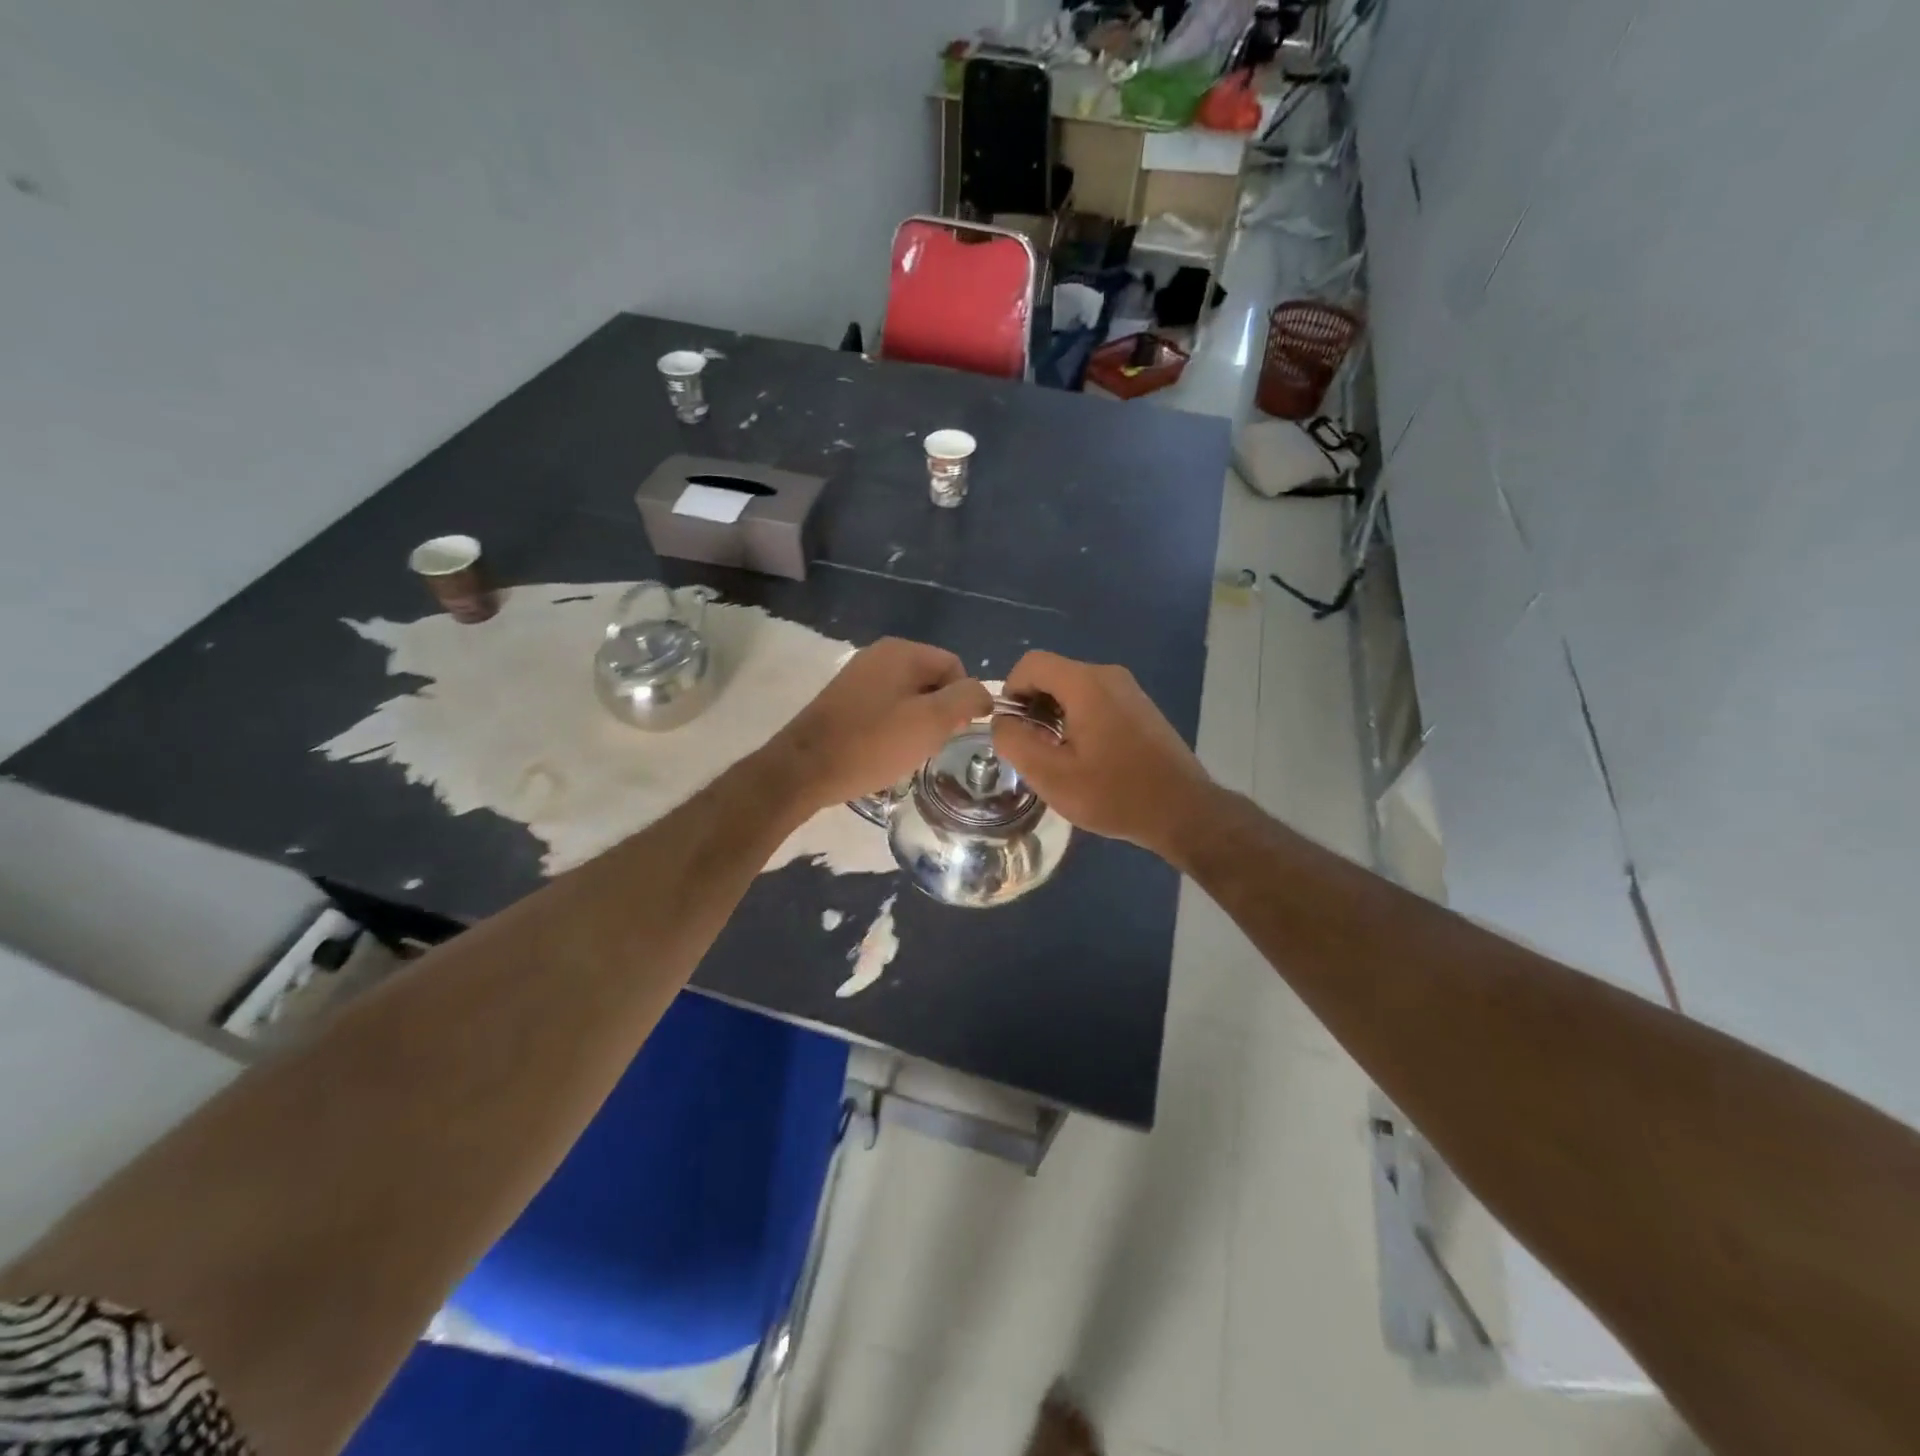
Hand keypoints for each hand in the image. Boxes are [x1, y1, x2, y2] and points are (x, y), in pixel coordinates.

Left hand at [774, 638, 991, 812]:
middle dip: (938, 714)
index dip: (962, 701)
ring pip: (909, 698)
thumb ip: (966, 699)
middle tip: (927, 745)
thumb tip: (984, 693)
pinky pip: (885, 708)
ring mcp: (858, 676)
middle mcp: (880, 654)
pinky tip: (882, 752)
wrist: (804, 769)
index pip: (955, 667)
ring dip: (916, 725)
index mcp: (902, 651)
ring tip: (904, 752)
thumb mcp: (931, 722)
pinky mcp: (844, 699)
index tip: (950, 734)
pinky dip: (892, 729)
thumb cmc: (873, 743)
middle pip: (932, 681)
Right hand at [992, 650, 1213, 858]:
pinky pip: (1096, 701)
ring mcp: (1129, 690)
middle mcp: (1108, 675)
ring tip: (1058, 758)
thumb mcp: (1051, 776)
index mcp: (1086, 684)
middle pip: (1053, 675)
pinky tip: (1087, 758)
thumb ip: (1015, 742)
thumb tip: (1003, 721)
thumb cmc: (1114, 794)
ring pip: (1074, 689)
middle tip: (1033, 750)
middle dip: (1032, 707)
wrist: (1183, 811)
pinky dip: (1079, 720)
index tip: (1012, 730)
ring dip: (1055, 716)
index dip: (1010, 691)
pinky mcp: (1140, 707)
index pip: (1031, 664)